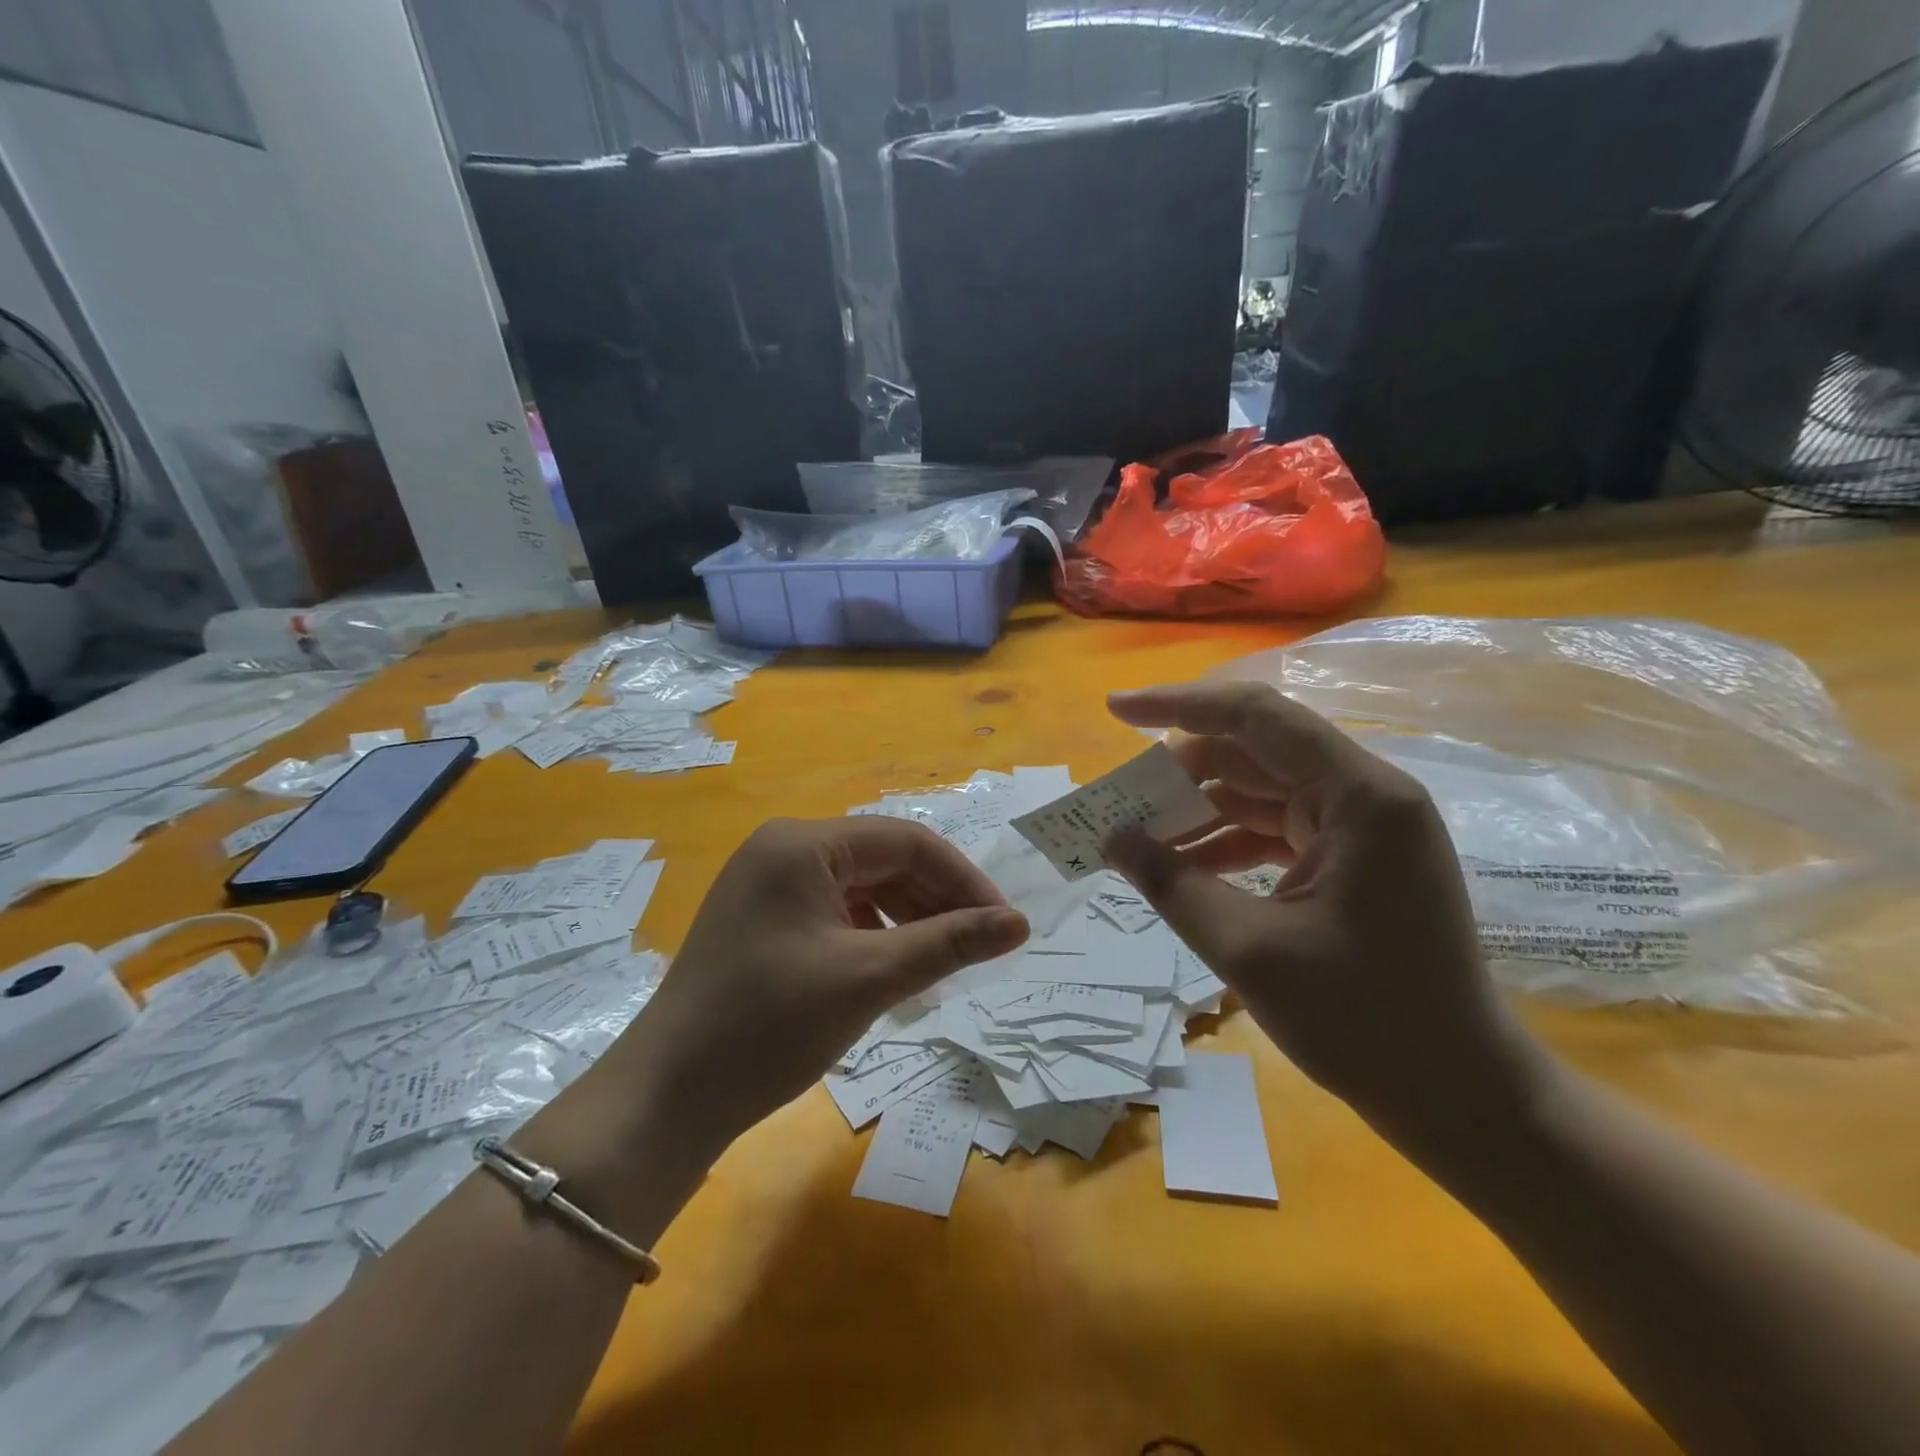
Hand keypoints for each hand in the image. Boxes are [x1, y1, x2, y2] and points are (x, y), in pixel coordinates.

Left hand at [604, 817, 1028, 1154]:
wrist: (667, 1098)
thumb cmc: (770, 1025)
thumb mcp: (869, 978)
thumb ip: (948, 943)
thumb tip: (1020, 923)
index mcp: (803, 844)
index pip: (905, 841)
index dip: (962, 878)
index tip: (1003, 924)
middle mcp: (783, 849)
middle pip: (882, 860)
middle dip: (935, 900)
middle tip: (979, 948)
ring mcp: (768, 884)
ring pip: (861, 887)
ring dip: (907, 919)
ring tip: (942, 963)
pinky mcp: (763, 919)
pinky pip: (834, 911)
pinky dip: (872, 935)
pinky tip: (894, 970)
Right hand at [1105, 682, 1545, 1151]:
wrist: (1460, 1097)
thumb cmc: (1365, 1024)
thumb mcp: (1249, 950)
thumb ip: (1171, 884)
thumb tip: (1111, 838)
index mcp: (1360, 796)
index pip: (1255, 717)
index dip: (1177, 704)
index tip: (1114, 709)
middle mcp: (1366, 794)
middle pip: (1254, 750)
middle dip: (1180, 770)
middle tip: (1118, 797)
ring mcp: (1361, 826)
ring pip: (1259, 789)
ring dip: (1197, 808)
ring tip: (1136, 835)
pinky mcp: (1352, 858)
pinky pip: (1274, 828)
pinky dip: (1225, 840)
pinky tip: (1179, 866)